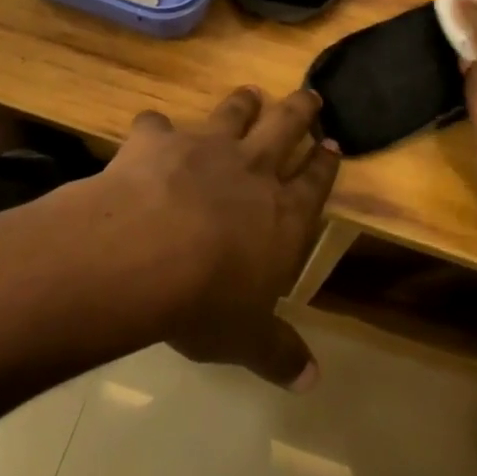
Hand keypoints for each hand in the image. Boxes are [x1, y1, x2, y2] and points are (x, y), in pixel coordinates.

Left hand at [102, 87, 339, 388]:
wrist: (142, 254)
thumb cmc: (205, 301)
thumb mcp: (246, 337)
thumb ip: (278, 352)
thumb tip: (311, 381)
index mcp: (283, 212)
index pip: (316, 180)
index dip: (327, 161)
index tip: (334, 143)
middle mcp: (251, 169)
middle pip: (286, 126)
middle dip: (301, 110)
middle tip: (311, 95)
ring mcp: (205, 148)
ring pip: (233, 113)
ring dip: (244, 103)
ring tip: (250, 94)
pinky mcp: (158, 141)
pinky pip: (157, 124)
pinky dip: (155, 126)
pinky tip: (151, 127)